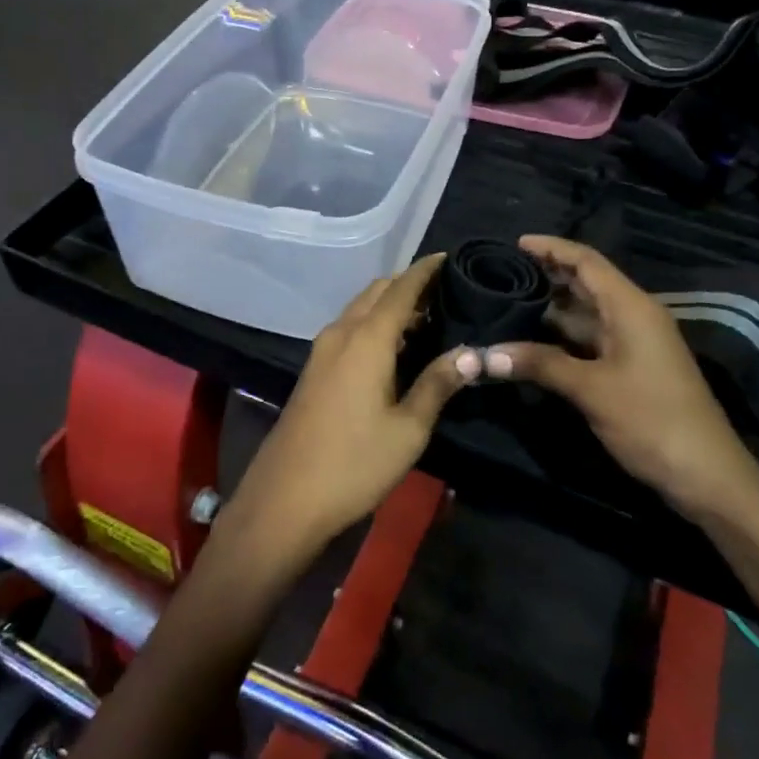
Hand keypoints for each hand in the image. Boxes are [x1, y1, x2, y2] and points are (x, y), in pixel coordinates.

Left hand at [219, 255, 475, 568]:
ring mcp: (321, 352)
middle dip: (407, 285)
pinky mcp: (313, 370)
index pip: (400, 289)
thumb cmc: (354, 464)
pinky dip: (373, 323)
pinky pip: (348, 329)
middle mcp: (340, 334)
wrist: (285, 499)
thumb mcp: (408, 429)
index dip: (425, 271)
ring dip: (388, 304)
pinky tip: (393, 345)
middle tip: (444, 292)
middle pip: (376, 292)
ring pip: (359, 309)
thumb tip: (473, 353)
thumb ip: (438, 384)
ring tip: (425, 316)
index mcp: (366, 340)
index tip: (449, 258)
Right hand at [483, 235, 758, 511]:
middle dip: (549, 273)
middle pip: (588, 282)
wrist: (706, 475)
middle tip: (504, 271)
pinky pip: (593, 337)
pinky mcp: (633, 367)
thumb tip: (487, 355)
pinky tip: (535, 338)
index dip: (552, 248)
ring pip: (588, 312)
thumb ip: (540, 364)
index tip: (516, 243)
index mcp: (631, 307)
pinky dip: (564, 333)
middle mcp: (635, 315)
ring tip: (510, 300)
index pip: (587, 262)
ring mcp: (636, 342)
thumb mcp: (591, 389)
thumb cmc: (651, 420)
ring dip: (553, 305)